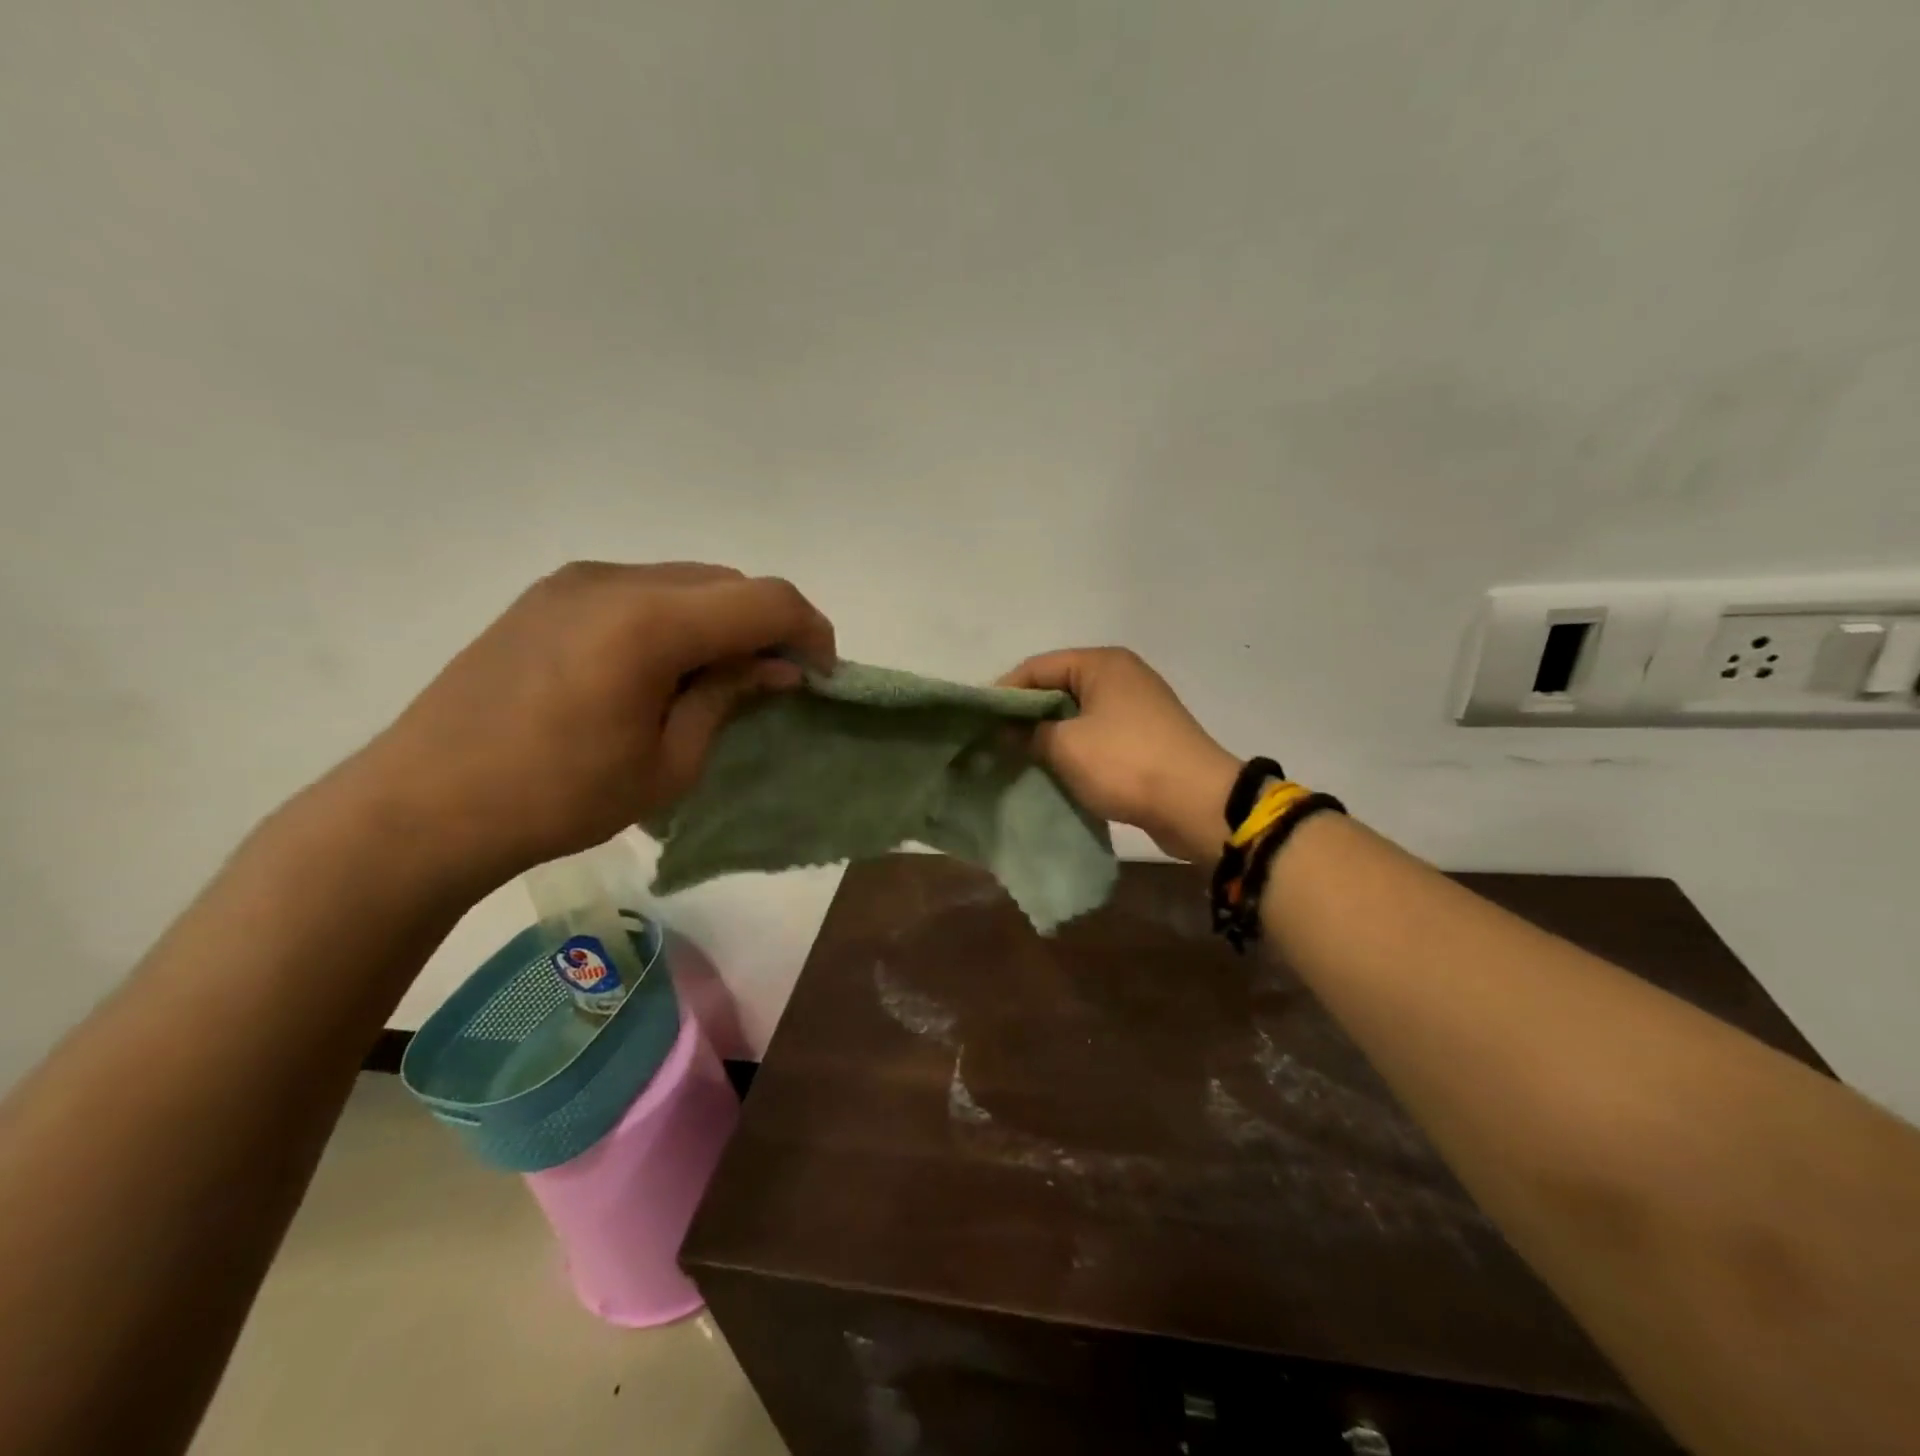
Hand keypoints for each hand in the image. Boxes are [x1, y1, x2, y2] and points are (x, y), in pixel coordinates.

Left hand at [342, 561, 833, 892]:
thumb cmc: (558, 798)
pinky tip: (664, 668)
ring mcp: (574, 581)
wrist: (422, 806)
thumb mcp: (668, 763)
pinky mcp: (548, 595)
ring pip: (685, 581)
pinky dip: (677, 618)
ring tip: (720, 678)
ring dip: (721, 620)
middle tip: (776, 681)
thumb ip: (729, 698)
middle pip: (727, 581)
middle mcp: (614, 580)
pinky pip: (641, 590)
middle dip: (767, 625)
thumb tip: (777, 666)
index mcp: (648, 622)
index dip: (810, 631)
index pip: (765, 599)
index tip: (822, 675)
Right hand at [998, 648, 1240, 861]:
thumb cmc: (1126, 763)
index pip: (1036, 667)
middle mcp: (1120, 676)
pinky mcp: (1144, 738)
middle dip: (1025, 716)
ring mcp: (1136, 707)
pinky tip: (1051, 771)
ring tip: (1016, 760)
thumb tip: (1005, 731)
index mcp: (1102, 663)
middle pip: (1057, 689)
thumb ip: (1028, 733)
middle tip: (992, 743)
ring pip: (1076, 716)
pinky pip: (1096, 736)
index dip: (1003, 693)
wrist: (1198, 804)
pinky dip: (1073, 750)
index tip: (978, 723)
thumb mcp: (1065, 746)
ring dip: (1048, 736)